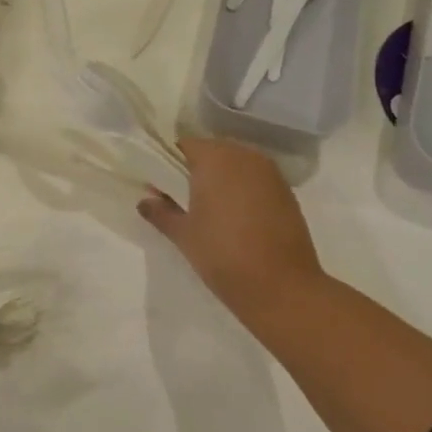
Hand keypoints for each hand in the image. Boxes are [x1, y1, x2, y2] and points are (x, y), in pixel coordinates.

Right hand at [138, 137, 328, 320]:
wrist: (281, 287)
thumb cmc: (222, 254)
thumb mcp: (183, 235)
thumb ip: (160, 213)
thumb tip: (145, 201)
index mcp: (214, 159)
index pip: (185, 145)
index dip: (170, 161)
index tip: (162, 184)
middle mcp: (244, 156)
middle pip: (213, 150)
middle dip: (196, 168)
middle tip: (183, 197)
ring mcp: (270, 173)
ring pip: (237, 164)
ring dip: (222, 178)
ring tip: (211, 208)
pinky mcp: (287, 192)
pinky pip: (256, 179)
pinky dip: (244, 190)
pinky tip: (237, 217)